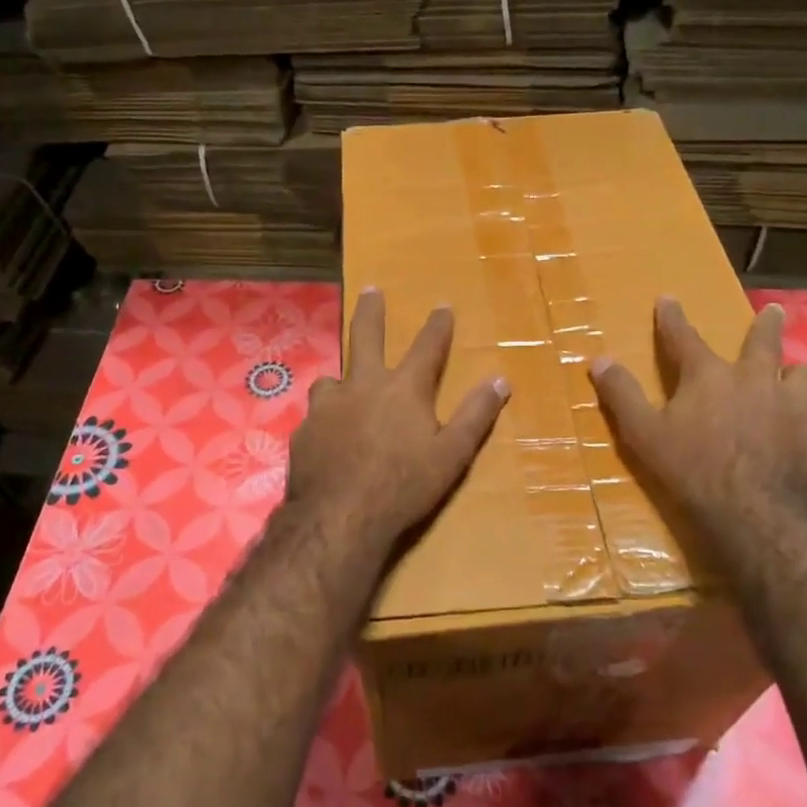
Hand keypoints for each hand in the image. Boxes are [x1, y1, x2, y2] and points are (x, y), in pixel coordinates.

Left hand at [286, 289, 509, 551]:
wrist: (339, 516)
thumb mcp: (451, 454)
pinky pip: (317, 414)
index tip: (442, 305)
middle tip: (370, 290)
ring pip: (333, 378)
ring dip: (342, 377)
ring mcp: (328, 406)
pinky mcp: (305, 429)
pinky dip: (327, 418)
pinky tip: (327, 435)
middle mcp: (363, 386)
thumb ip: (475, 415)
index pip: (426, 347)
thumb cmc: (403, 485)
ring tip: (343, 386)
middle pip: (366, 338)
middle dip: (371, 312)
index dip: (437, 326)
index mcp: (403, 389)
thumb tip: (501, 381)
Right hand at [590, 298, 806, 555]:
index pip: (684, 338)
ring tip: (795, 377)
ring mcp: (795, 408)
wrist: (758, 514)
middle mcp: (756, 382)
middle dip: (766, 325)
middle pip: (764, 343)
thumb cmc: (693, 470)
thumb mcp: (644, 434)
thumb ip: (622, 395)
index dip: (672, 318)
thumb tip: (598, 360)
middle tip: (774, 312)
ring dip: (796, 376)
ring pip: (804, 378)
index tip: (667, 298)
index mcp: (709, 377)